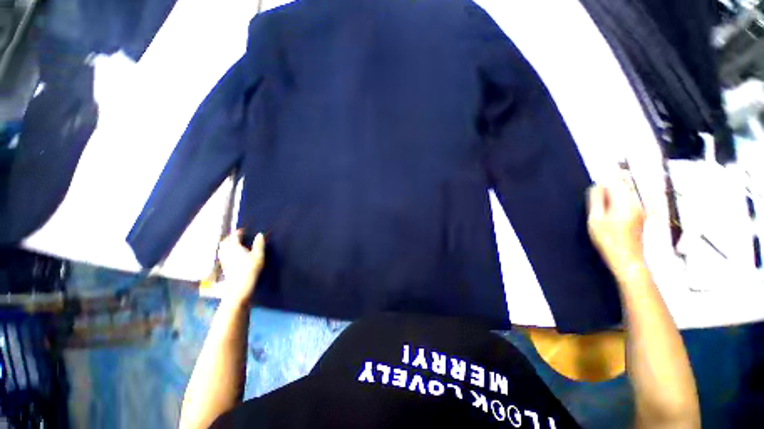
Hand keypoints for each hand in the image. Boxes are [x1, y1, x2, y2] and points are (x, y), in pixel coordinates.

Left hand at [217, 230, 264, 306]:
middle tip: (237, 236)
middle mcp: (226, 252)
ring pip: (222, 248)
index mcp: (234, 247)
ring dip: (226, 244)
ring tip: (233, 244)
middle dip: (230, 237)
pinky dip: (225, 251)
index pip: (234, 236)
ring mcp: (223, 260)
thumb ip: (259, 244)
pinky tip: (230, 255)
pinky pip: (222, 255)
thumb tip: (260, 234)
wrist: (239, 286)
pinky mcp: (223, 266)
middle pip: (225, 242)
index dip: (238, 232)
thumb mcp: (258, 255)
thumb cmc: (250, 269)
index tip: (243, 230)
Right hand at [587, 178, 645, 275]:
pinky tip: (609, 211)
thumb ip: (596, 200)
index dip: (604, 180)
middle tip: (596, 194)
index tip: (594, 185)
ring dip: (613, 192)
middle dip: (610, 184)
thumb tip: (597, 185)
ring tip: (601, 204)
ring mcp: (640, 209)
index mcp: (625, 202)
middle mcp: (636, 203)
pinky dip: (618, 200)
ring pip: (626, 192)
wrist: (628, 260)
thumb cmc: (608, 240)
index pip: (615, 181)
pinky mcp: (640, 215)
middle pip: (623, 185)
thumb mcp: (595, 220)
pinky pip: (628, 200)